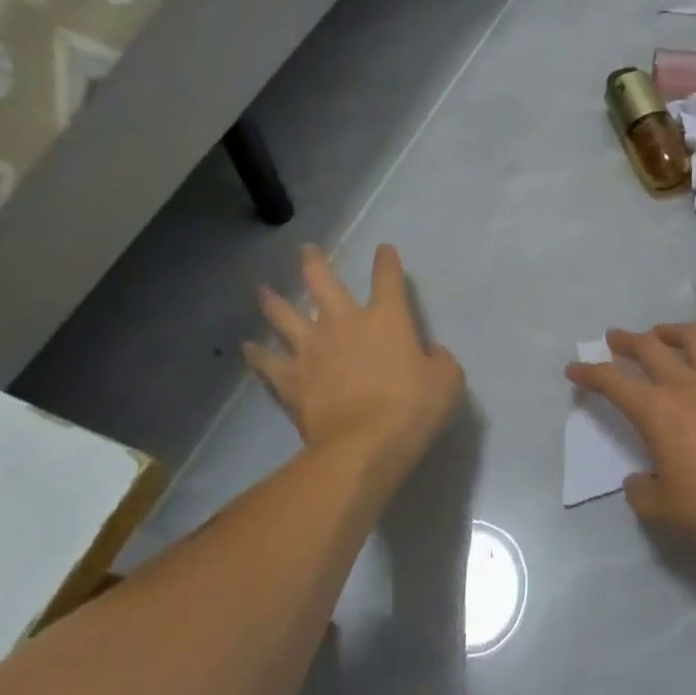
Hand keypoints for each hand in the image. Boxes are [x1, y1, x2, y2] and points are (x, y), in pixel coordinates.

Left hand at [245, 244, 463, 497]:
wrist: (364, 445)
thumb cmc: (413, 408)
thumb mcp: (447, 381)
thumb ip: (439, 360)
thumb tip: (429, 353)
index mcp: (387, 318)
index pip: (387, 278)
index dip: (386, 261)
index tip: (383, 249)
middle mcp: (344, 323)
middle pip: (322, 283)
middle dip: (313, 263)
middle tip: (305, 250)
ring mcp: (312, 349)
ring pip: (284, 316)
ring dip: (273, 301)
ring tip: (262, 290)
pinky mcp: (291, 379)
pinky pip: (268, 362)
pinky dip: (257, 354)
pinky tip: (248, 348)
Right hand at [566, 322, 695, 561]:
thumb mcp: (662, 510)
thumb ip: (641, 492)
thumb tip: (639, 480)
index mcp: (657, 410)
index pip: (613, 381)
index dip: (590, 373)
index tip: (574, 367)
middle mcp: (686, 385)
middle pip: (650, 347)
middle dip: (627, 340)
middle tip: (615, 338)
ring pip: (693, 339)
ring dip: (670, 331)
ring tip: (660, 333)